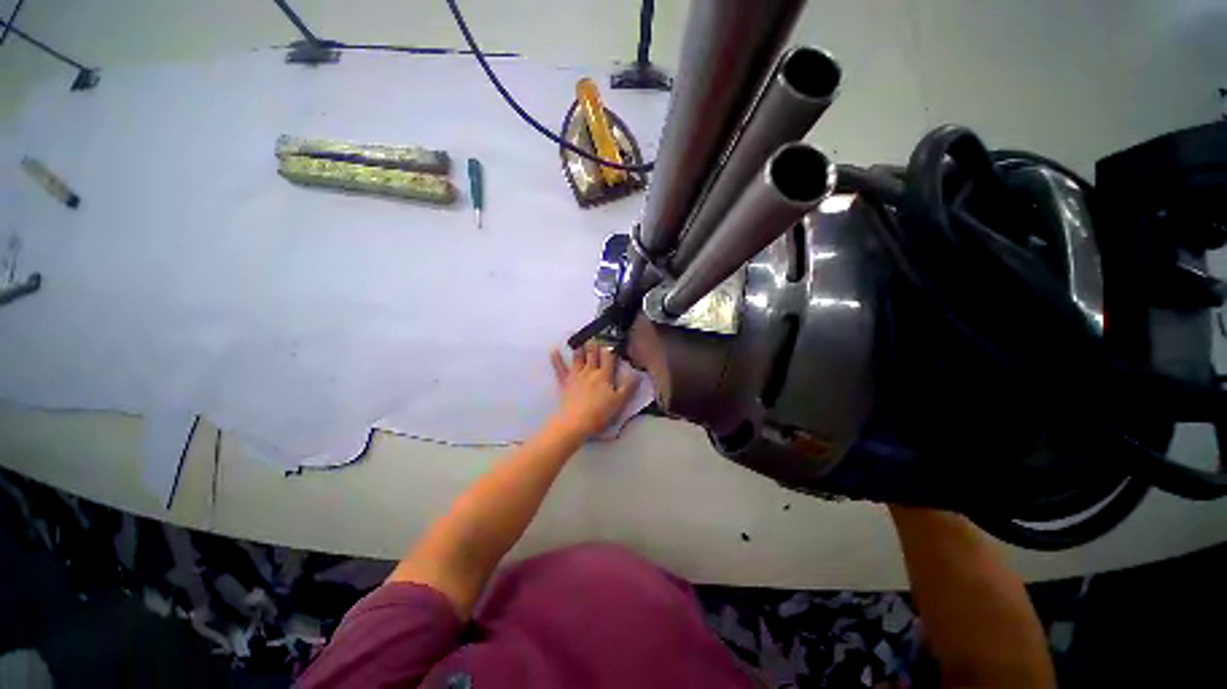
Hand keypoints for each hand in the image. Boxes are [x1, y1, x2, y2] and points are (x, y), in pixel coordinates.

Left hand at [549, 344, 640, 438]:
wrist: (575, 422)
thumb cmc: (600, 413)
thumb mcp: (619, 402)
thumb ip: (628, 387)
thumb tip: (638, 374)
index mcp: (604, 375)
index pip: (608, 357)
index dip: (610, 348)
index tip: (612, 341)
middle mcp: (590, 371)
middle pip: (593, 354)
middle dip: (595, 344)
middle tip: (596, 336)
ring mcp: (576, 375)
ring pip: (578, 358)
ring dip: (580, 348)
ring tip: (580, 340)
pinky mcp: (564, 383)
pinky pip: (560, 369)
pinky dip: (556, 360)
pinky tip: (554, 351)